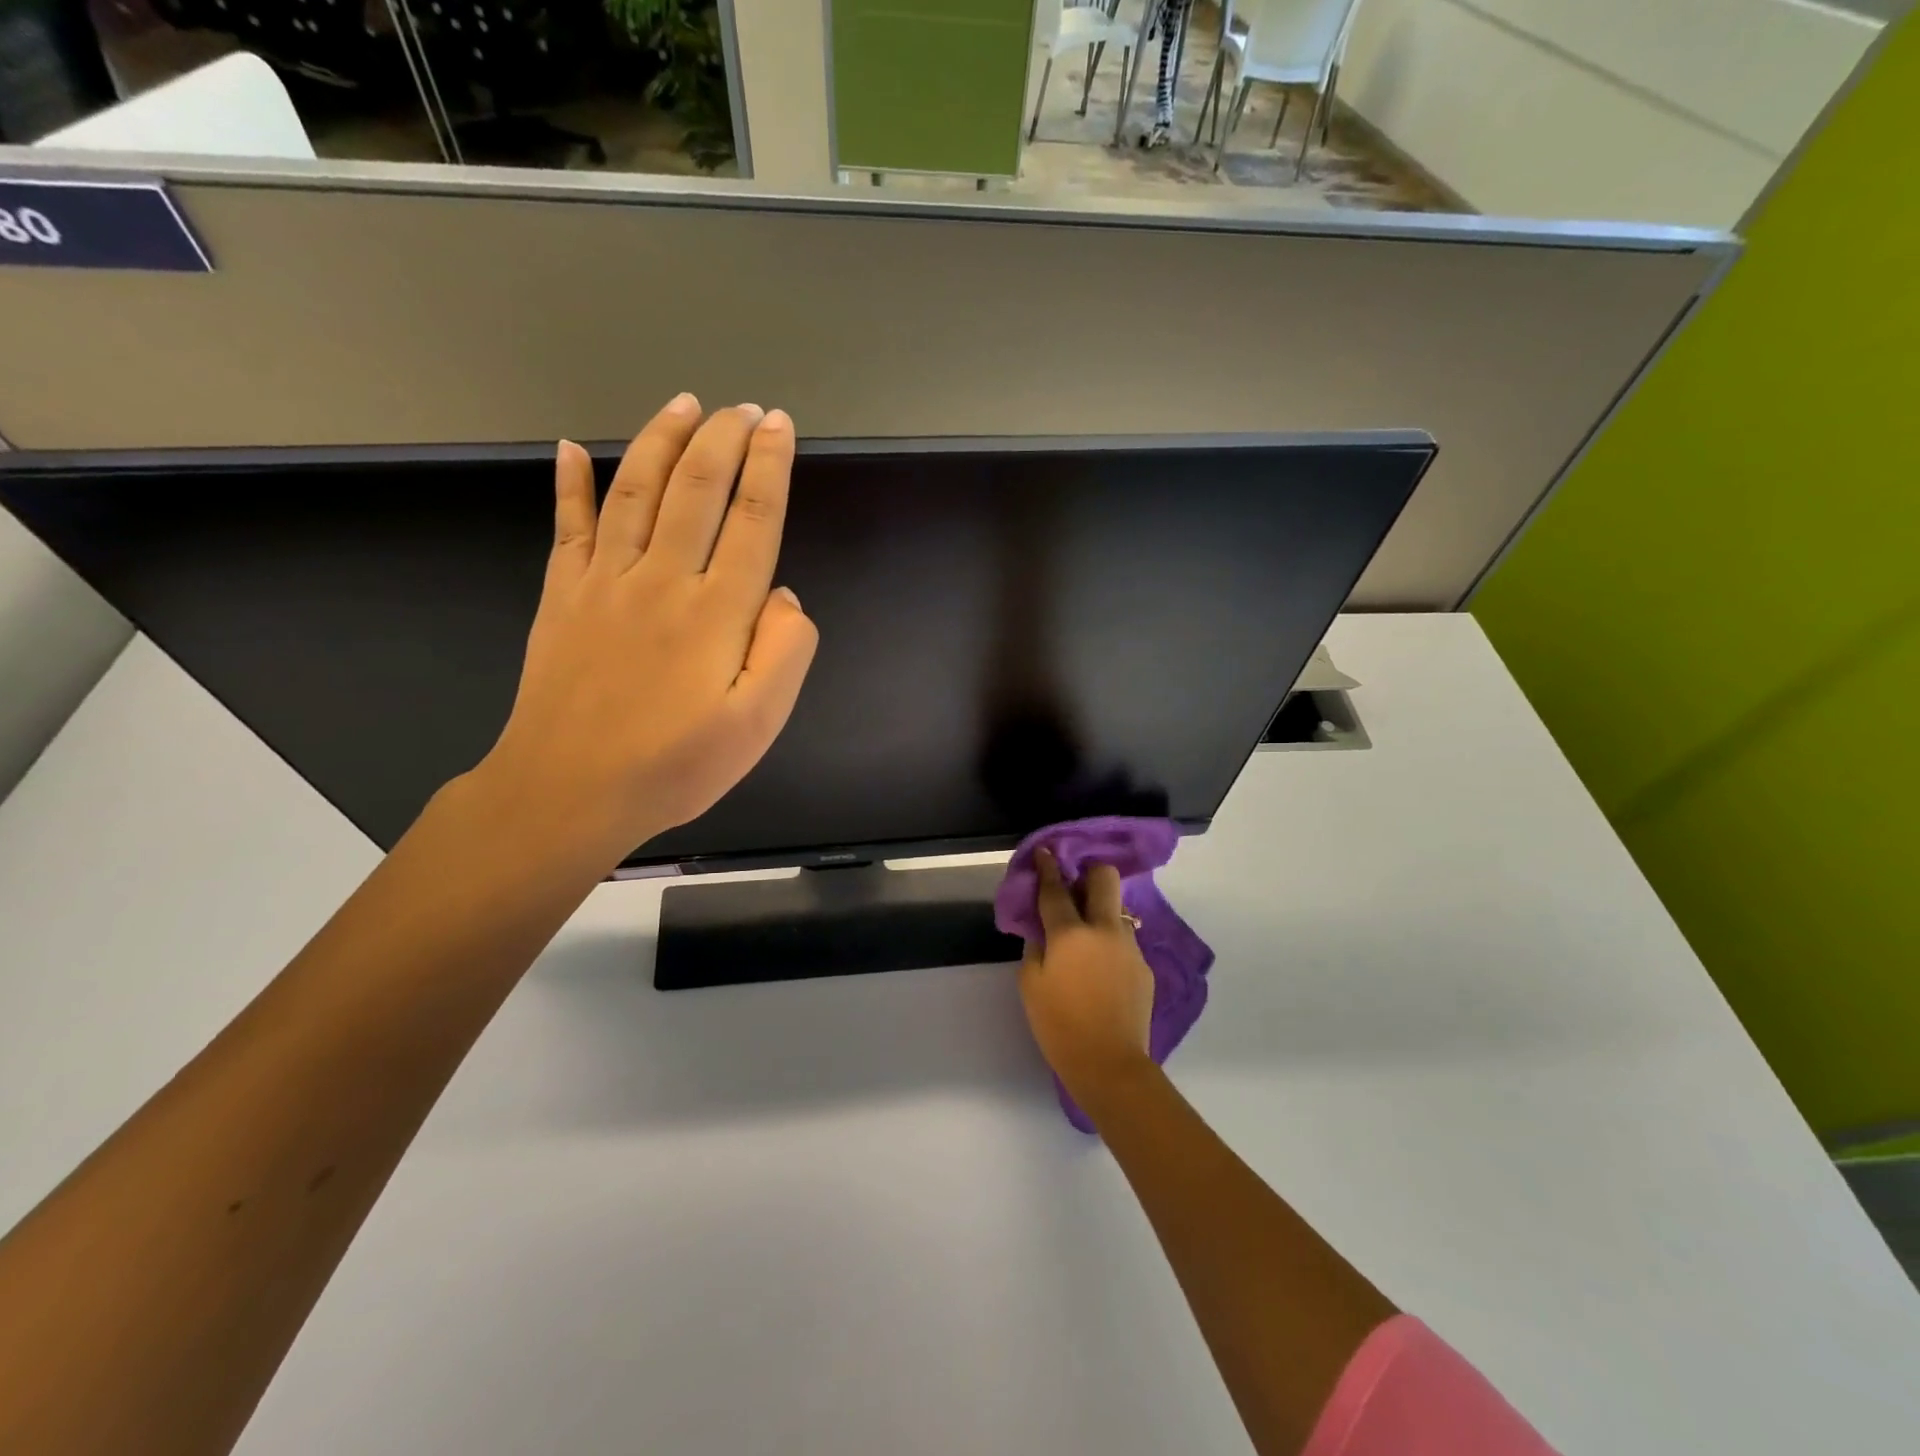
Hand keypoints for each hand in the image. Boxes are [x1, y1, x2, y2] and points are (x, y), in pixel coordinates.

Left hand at [473, 395, 817, 866]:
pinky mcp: (562, 595)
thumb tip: (781, 594)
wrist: (568, 792)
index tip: (779, 426)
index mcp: (716, 611)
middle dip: (724, 438)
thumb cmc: (675, 765)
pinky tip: (573, 449)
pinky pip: (568, 526)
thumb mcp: (758, 724)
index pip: (752, 518)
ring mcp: (605, 581)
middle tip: (743, 407)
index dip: (770, 466)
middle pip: (697, 488)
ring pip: (637, 490)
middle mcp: (662, 578)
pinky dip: (570, 483)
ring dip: (663, 440)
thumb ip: (785, 651)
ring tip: (684, 404)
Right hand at [1019, 848, 1155, 1107]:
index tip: (1045, 852)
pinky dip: (1109, 943)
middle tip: (1074, 887)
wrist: (1109, 1064)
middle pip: (1104, 878)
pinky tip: (1100, 968)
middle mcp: (1104, 930)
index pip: (1056, 889)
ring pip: (1117, 909)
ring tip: (1085, 937)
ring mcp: (1129, 946)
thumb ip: (1035, 948)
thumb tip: (1044, 931)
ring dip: (1100, 911)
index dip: (1048, 867)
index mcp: (1071, 933)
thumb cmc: (1060, 1026)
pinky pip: (1124, 940)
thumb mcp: (1030, 985)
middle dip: (1089, 873)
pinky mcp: (1144, 966)